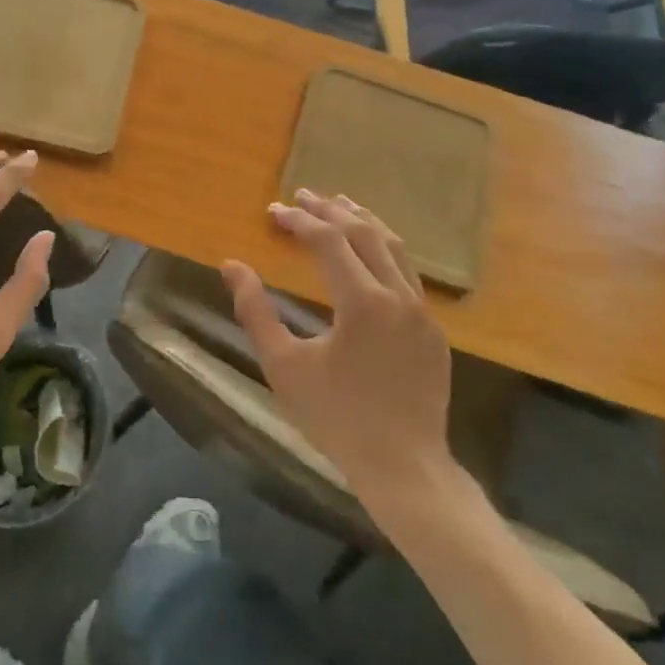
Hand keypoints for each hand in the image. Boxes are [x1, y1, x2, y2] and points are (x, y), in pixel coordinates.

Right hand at [223, 190, 454, 506]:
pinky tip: (372, 254)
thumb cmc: (336, 418)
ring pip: (394, 248)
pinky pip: (409, 274)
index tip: (274, 211)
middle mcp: (398, 295)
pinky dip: (384, 251)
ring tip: (341, 205)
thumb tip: (231, 266)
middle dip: (331, 210)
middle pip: (364, 234)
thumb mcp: (284, 366)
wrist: (405, 468)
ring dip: (364, 222)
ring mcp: (422, 312)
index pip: (327, 240)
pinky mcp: (434, 331)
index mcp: (362, 301)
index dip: (298, 220)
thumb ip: (256, 312)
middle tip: (303, 196)